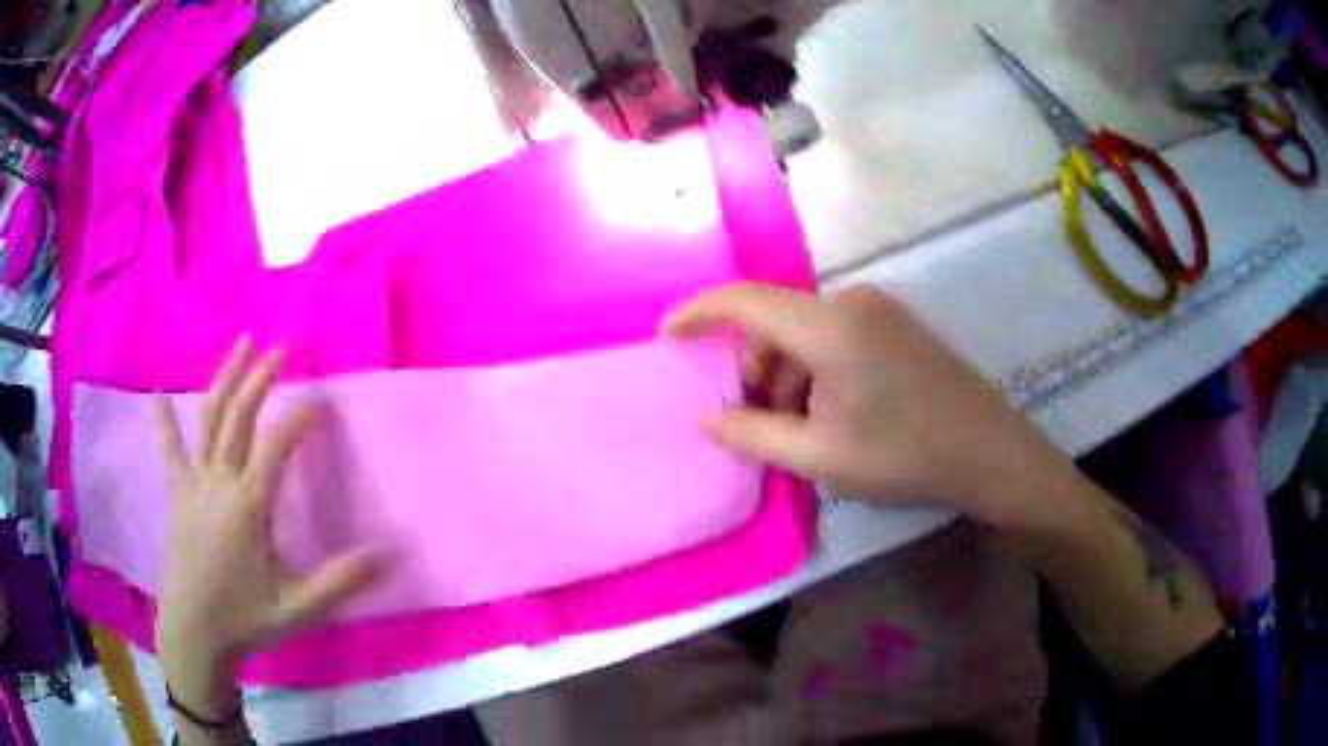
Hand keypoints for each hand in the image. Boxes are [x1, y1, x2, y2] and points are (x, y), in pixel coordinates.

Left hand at [155, 337, 379, 717]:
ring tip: (241, 343)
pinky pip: (170, 450)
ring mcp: (194, 484)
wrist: (195, 632)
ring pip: (208, 419)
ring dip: (225, 378)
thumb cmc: (246, 619)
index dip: (300, 417)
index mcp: (247, 505)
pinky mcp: (179, 494)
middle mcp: (219, 482)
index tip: (323, 403)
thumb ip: (340, 581)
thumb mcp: (299, 608)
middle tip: (282, 348)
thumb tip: (387, 554)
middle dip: (262, 379)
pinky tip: (156, 393)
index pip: (276, 444)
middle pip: (239, 417)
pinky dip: (163, 420)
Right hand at [663, 283, 1075, 531]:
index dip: (698, 313)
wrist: (989, 452)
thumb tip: (706, 418)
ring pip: (804, 333)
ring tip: (805, 428)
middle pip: (775, 322)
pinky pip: (832, 335)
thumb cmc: (905, 456)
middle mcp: (850, 301)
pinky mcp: (893, 322)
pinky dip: (816, 369)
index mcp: (830, 327)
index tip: (667, 336)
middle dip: (756, 370)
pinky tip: (834, 411)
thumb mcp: (820, 456)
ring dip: (788, 376)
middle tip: (761, 423)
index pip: (745, 301)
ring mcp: (876, 308)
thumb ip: (753, 434)